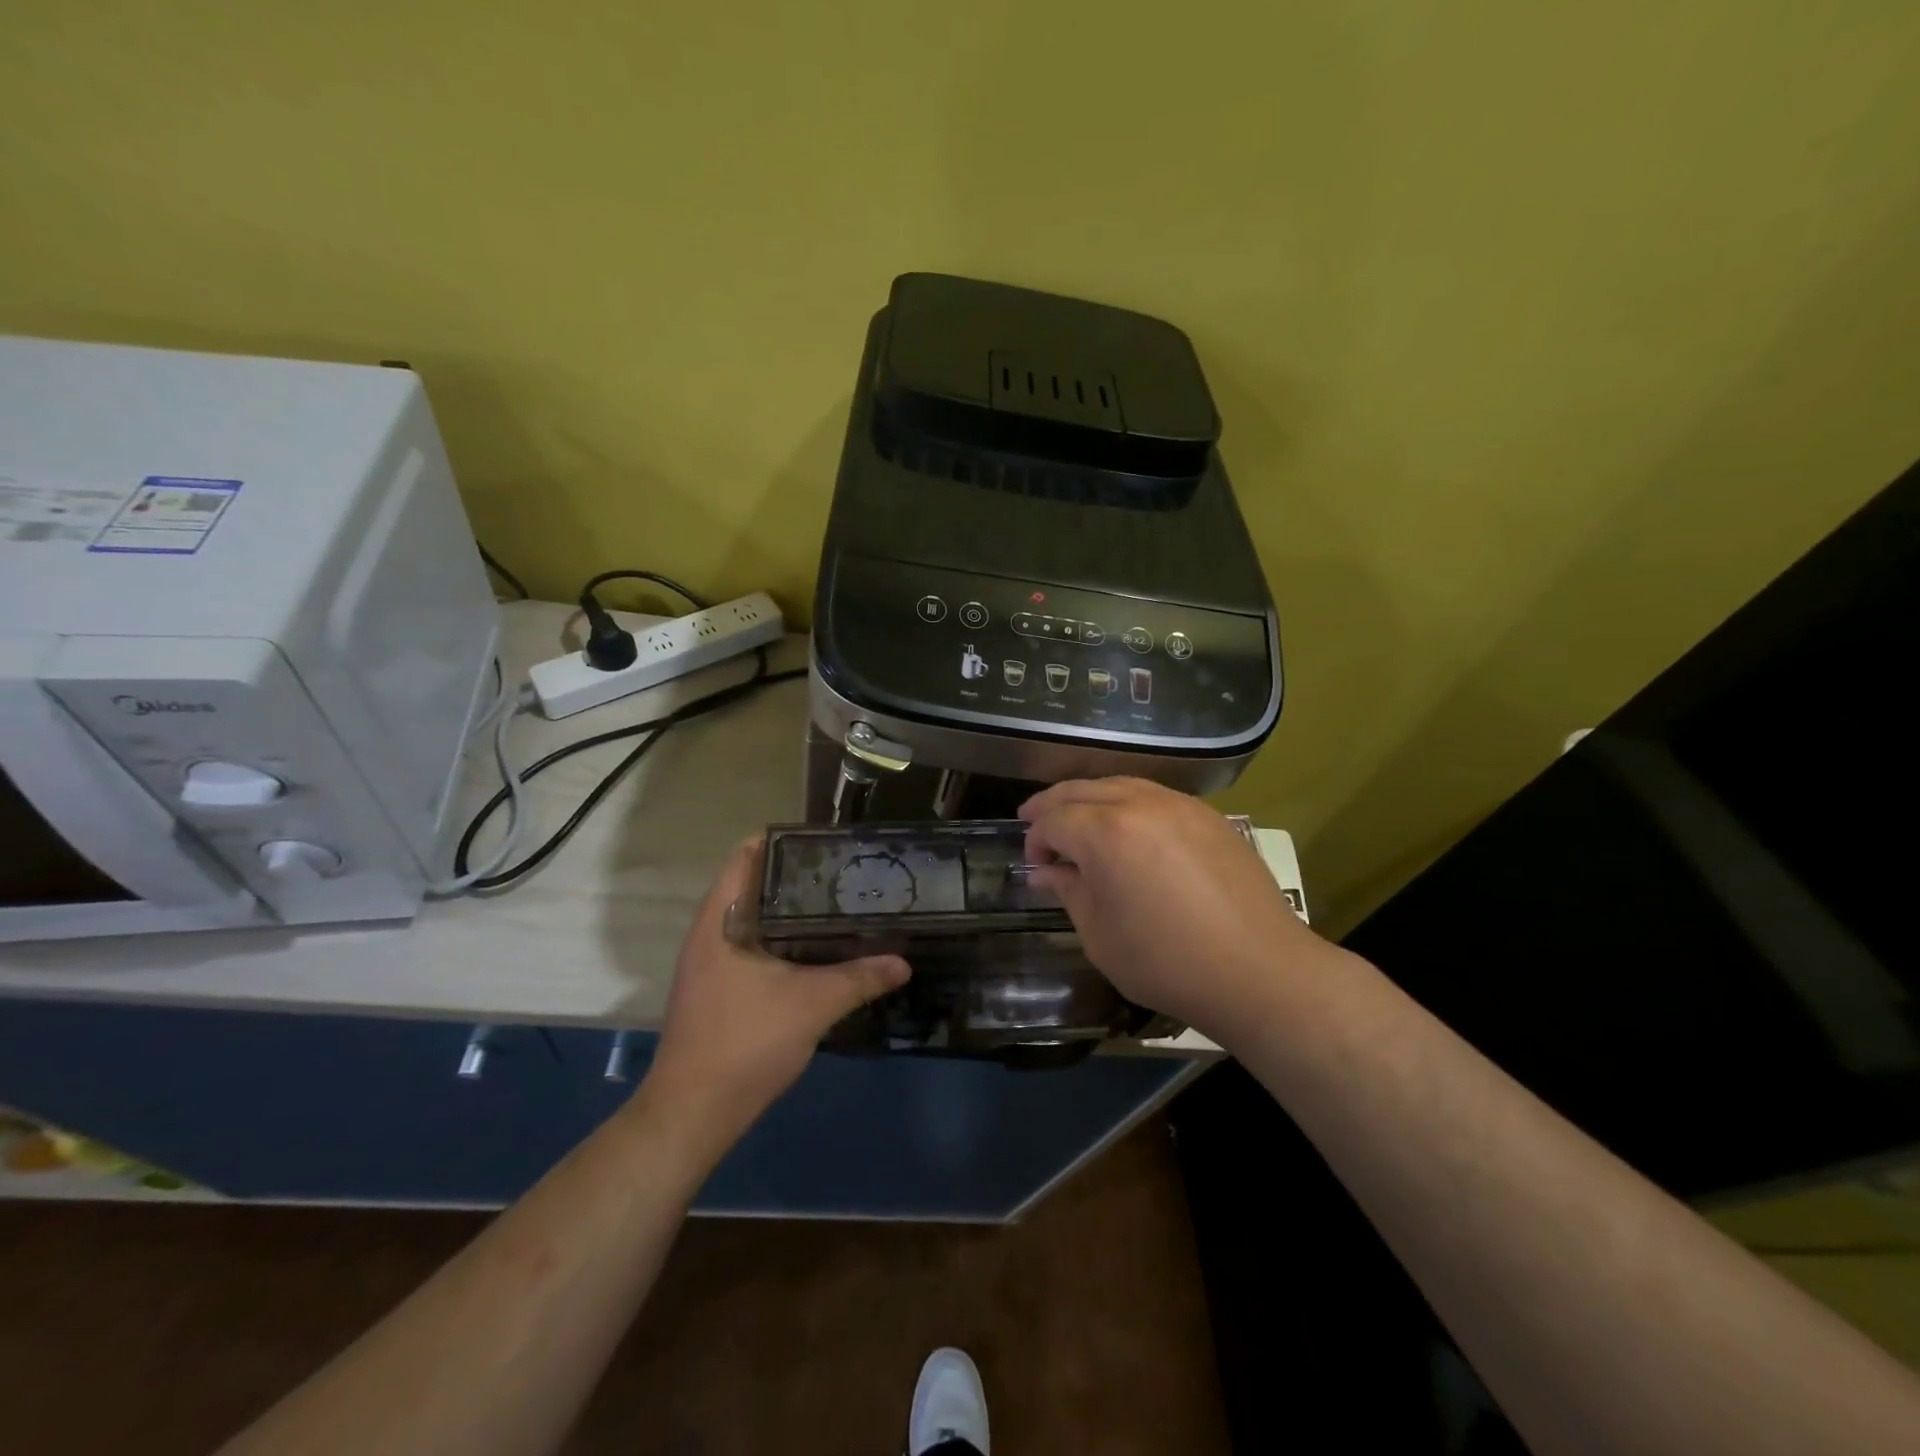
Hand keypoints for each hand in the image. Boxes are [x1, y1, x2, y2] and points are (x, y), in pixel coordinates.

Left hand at [640, 838, 910, 1148]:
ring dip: (791, 911)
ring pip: (755, 919)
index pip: (745, 856)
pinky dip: (784, 940)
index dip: (783, 840)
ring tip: (840, 904)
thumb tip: (903, 962)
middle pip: (754, 885)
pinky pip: (754, 946)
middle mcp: (709, 933)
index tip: (826, 840)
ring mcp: (710, 964)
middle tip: (846, 872)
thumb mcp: (812, 1004)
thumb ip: (860, 978)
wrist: (692, 1115)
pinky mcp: (718, 990)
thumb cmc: (745, 1043)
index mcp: (720, 921)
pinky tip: (819, 951)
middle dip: (797, 876)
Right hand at [1020, 778, 1318, 1037]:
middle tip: (1033, 821)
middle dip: (1052, 805)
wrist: (1260, 970)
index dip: (1035, 840)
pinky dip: (1128, 802)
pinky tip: (1127, 827)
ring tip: (1077, 820)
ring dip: (1090, 798)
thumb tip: (1049, 871)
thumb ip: (1070, 891)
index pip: (1054, 820)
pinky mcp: (1209, 816)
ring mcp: (1179, 805)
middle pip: (1082, 789)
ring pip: (1119, 784)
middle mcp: (1140, 804)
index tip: (1034, 865)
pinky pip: (1155, 796)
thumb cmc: (1168, 962)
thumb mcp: (1100, 935)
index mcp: (1106, 832)